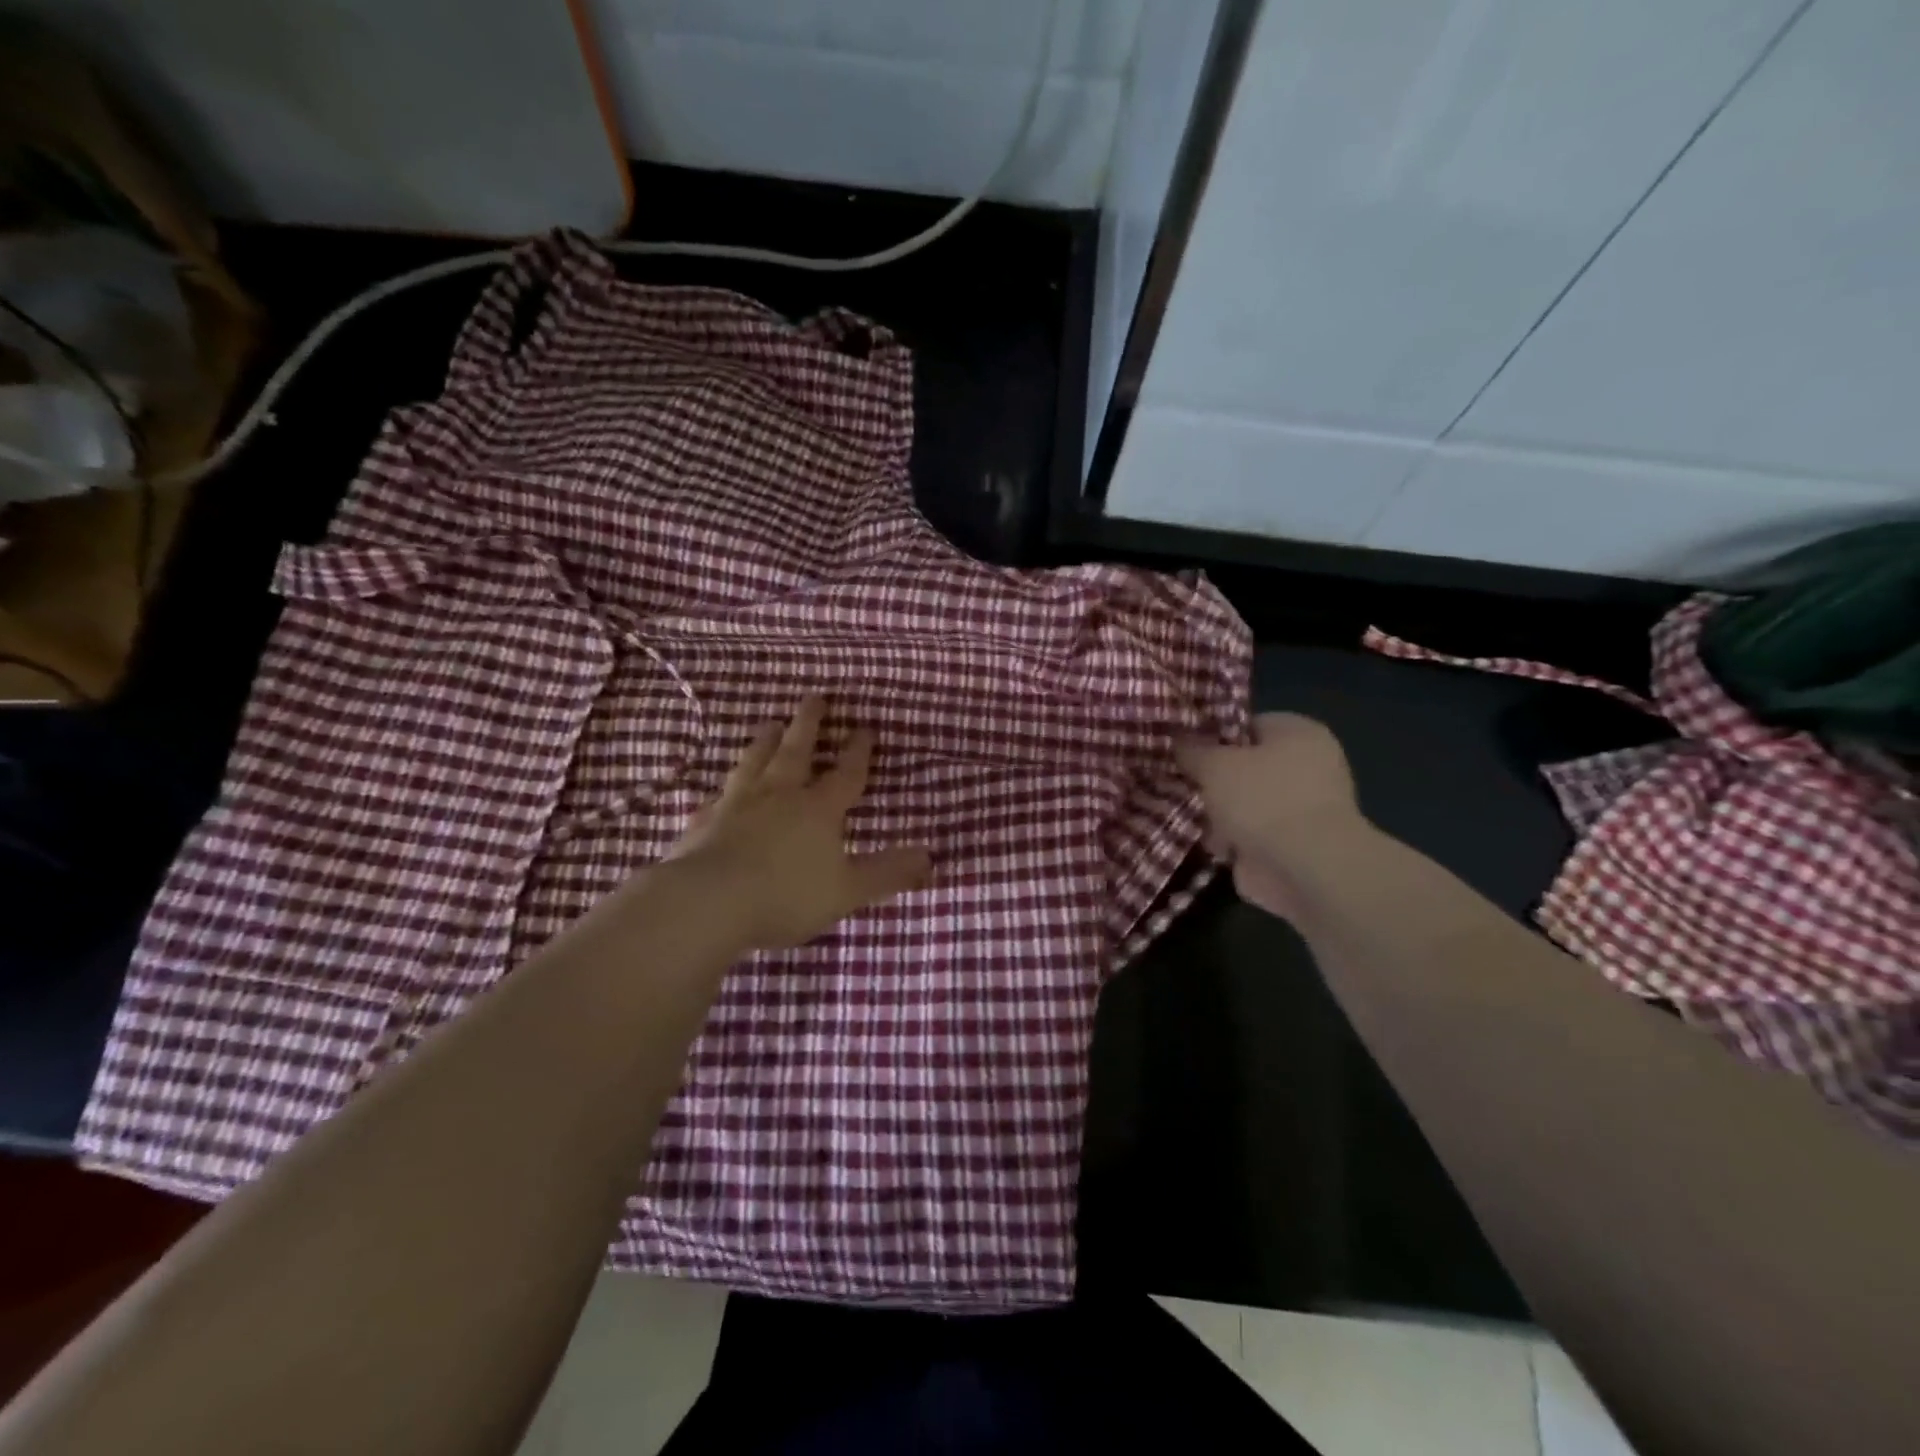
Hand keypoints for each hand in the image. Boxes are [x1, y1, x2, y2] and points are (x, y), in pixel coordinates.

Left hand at [670, 696, 931, 949]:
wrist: (709, 902)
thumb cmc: (786, 895)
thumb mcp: (848, 890)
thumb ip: (887, 873)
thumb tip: (930, 858)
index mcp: (818, 809)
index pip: (845, 772)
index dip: (857, 751)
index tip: (864, 727)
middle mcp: (779, 796)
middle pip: (797, 751)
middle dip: (809, 724)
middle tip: (814, 696)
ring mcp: (737, 804)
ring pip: (755, 762)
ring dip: (766, 742)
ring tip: (770, 724)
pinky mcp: (704, 822)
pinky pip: (718, 796)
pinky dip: (725, 787)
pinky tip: (721, 789)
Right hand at [1176, 713, 1366, 919]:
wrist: (1305, 869)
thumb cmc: (1263, 799)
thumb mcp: (1214, 764)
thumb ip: (1192, 750)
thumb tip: (1177, 739)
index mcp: (1298, 732)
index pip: (1247, 725)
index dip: (1212, 735)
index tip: (1182, 749)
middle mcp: (1307, 766)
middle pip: (1244, 767)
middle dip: (1212, 779)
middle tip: (1178, 783)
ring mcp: (1300, 810)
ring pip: (1244, 803)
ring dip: (1217, 813)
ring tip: (1182, 814)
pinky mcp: (1291, 846)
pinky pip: (1248, 835)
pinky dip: (1228, 841)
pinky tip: (1201, 841)